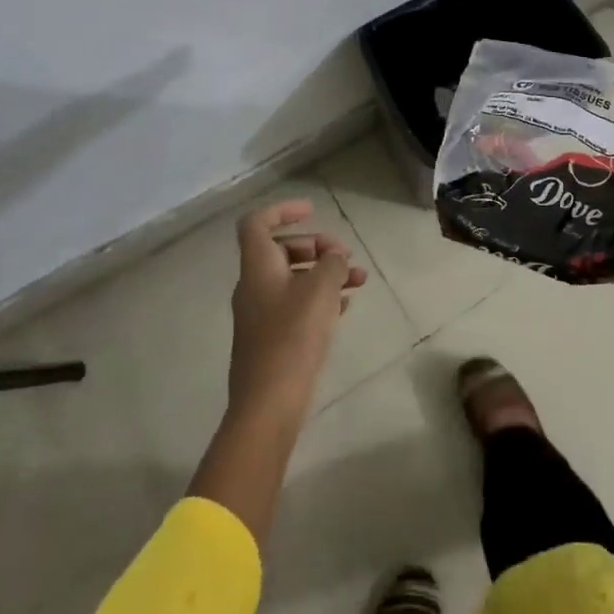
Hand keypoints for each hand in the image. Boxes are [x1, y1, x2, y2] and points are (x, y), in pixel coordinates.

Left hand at [226, 200, 367, 418]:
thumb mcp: (320, 291)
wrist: (269, 402)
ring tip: (359, 281)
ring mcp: (261, 314)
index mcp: (258, 268)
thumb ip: (331, 264)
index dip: (283, 210)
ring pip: (293, 279)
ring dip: (324, 273)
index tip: (313, 210)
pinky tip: (345, 308)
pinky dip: (319, 298)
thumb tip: (334, 255)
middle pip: (280, 250)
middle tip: (344, 256)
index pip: (257, 223)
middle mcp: (254, 286)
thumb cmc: (293, 337)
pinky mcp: (272, 339)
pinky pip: (296, 305)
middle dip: (316, 246)